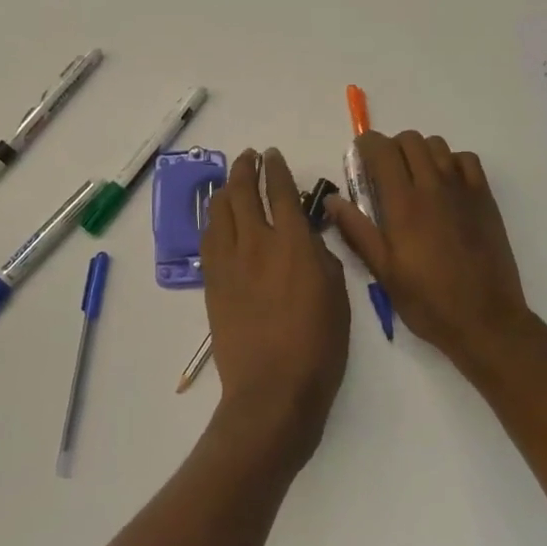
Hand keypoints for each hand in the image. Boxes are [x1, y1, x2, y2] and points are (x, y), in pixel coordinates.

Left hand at [200, 148, 349, 467]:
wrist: (272, 389)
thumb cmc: (317, 346)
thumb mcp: (338, 295)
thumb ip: (322, 256)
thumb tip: (308, 237)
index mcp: (293, 242)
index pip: (280, 191)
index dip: (276, 169)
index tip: (273, 156)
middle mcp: (256, 242)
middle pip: (242, 192)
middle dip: (245, 169)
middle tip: (249, 157)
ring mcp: (229, 261)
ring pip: (219, 211)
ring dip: (225, 189)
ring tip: (230, 181)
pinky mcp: (212, 281)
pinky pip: (208, 238)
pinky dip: (213, 219)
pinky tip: (217, 218)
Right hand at [327, 131, 535, 370]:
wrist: (485, 319)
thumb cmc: (428, 300)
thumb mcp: (383, 272)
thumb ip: (357, 230)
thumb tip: (331, 200)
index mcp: (403, 204)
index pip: (382, 150)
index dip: (366, 145)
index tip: (359, 156)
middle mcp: (432, 186)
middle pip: (409, 140)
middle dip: (391, 147)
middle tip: (384, 172)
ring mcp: (462, 189)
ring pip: (437, 145)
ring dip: (420, 152)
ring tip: (414, 177)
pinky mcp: (485, 198)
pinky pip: (466, 160)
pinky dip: (451, 161)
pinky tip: (445, 184)